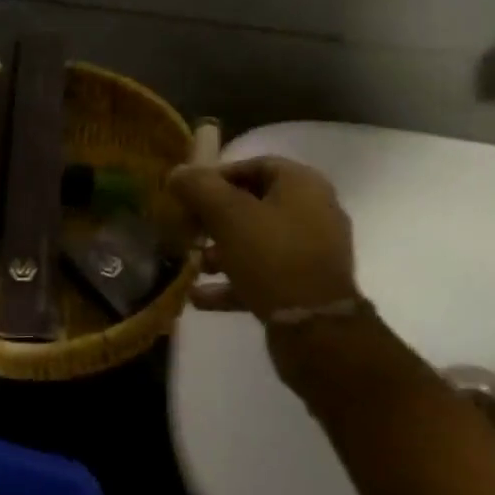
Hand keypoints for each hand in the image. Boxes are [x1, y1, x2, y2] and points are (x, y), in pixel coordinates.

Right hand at [167, 157, 360, 320]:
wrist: (316, 329)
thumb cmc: (272, 256)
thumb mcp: (228, 215)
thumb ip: (199, 188)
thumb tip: (178, 172)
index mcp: (303, 184)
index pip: (255, 165)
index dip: (218, 175)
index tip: (188, 192)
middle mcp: (313, 212)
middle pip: (254, 204)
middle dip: (215, 217)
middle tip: (187, 228)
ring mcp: (312, 252)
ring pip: (257, 241)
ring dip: (222, 251)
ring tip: (193, 264)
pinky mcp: (306, 287)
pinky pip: (264, 274)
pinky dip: (233, 281)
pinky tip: (199, 297)